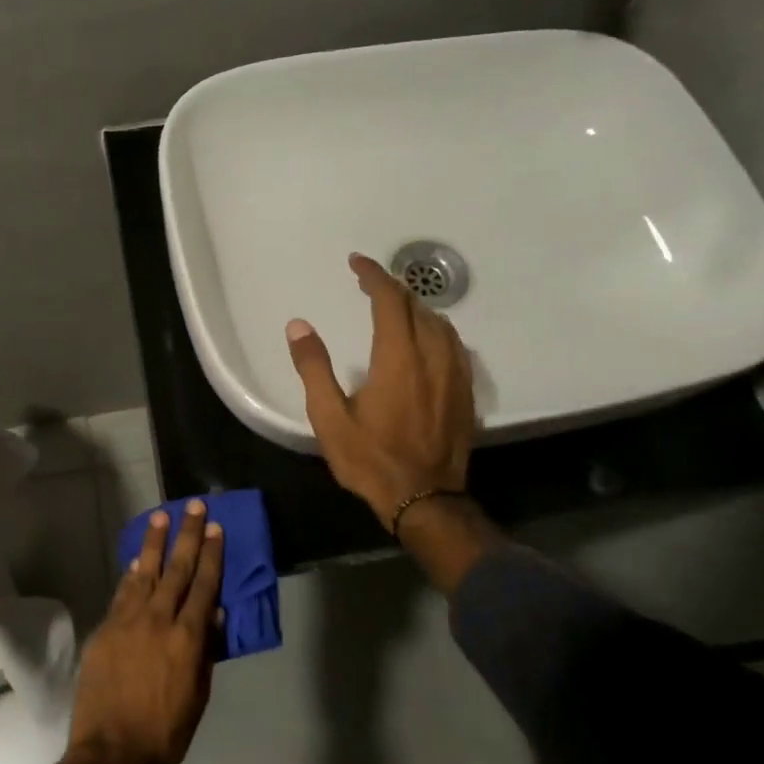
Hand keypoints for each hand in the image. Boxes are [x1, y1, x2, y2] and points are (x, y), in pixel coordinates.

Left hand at [54, 500, 224, 763]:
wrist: (110, 755)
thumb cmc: (165, 733)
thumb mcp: (198, 695)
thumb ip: (206, 650)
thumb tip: (213, 612)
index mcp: (187, 638)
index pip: (204, 585)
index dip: (211, 554)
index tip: (215, 528)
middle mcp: (158, 621)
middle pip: (176, 569)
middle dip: (187, 535)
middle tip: (193, 506)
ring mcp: (127, 622)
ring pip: (144, 573)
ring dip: (154, 544)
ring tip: (160, 517)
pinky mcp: (104, 630)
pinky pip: (121, 594)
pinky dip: (131, 575)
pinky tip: (137, 561)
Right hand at [286, 252, 475, 526]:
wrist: (425, 500)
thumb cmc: (371, 460)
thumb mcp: (330, 418)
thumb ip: (314, 368)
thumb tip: (298, 326)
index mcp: (397, 358)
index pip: (389, 300)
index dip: (373, 275)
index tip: (356, 263)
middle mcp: (431, 356)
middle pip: (417, 306)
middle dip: (392, 288)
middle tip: (368, 283)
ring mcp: (454, 374)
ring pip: (440, 323)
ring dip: (416, 307)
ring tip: (395, 308)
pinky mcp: (465, 392)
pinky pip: (454, 345)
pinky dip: (436, 329)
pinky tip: (426, 339)